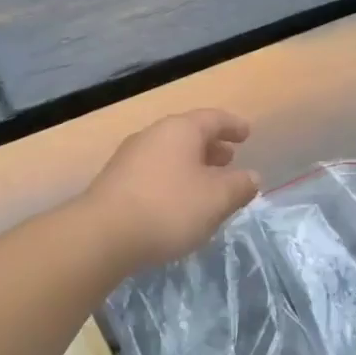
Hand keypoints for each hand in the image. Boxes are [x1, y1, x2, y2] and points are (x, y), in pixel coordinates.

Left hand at [81, 110, 260, 271]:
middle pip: (188, 135)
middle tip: (229, 159)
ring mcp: (130, 158)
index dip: (233, 126)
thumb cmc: (169, 208)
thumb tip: (251, 177)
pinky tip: (179, 203)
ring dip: (192, 166)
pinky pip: (154, 173)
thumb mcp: (216, 199)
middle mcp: (153, 135)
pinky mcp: (116, 183)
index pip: (213, 119)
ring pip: (170, 155)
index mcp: (180, 130)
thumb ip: (239, 186)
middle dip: (211, 147)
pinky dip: (173, 180)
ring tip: (207, 184)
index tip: (247, 133)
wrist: (103, 235)